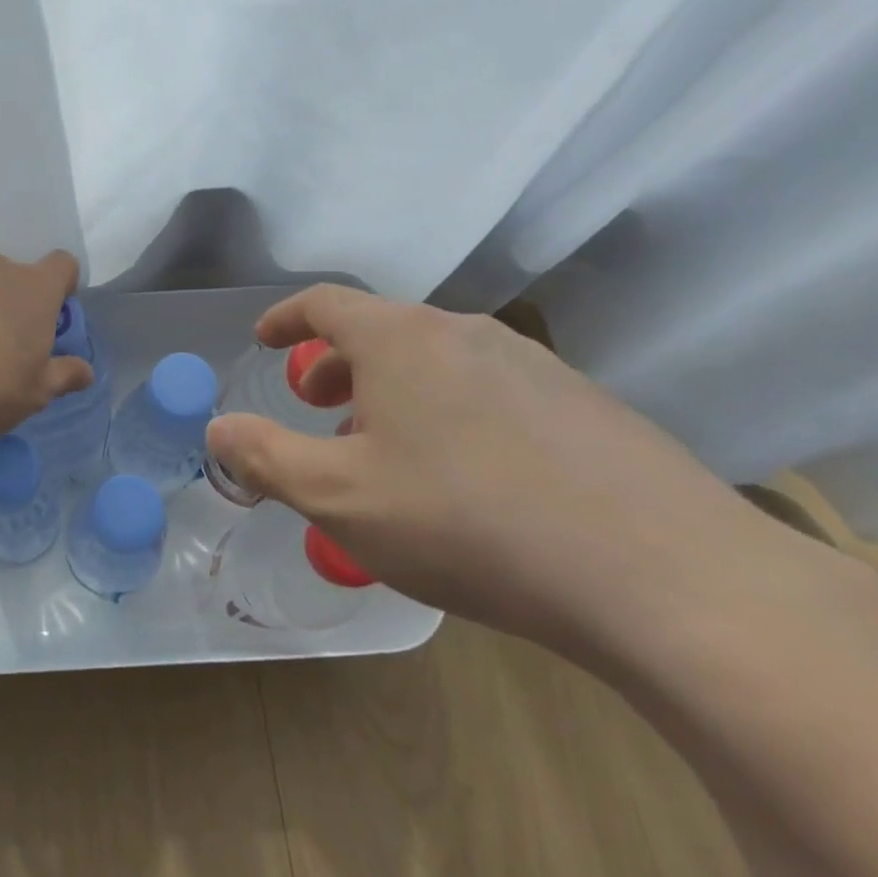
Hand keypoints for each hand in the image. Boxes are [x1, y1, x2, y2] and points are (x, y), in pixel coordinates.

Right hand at [204, 285, 804, 652]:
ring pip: (437, 363)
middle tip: (317, 409)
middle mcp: (465, 332)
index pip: (326, 303)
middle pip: (382, 331)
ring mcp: (533, 364)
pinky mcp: (583, 404)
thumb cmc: (464, 520)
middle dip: (336, 365)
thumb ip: (265, 457)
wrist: (660, 573)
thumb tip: (217, 428)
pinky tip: (465, 480)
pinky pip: (488, 392)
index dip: (286, 317)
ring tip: (386, 453)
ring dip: (393, 394)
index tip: (262, 339)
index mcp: (401, 338)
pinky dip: (449, 414)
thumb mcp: (338, 497)